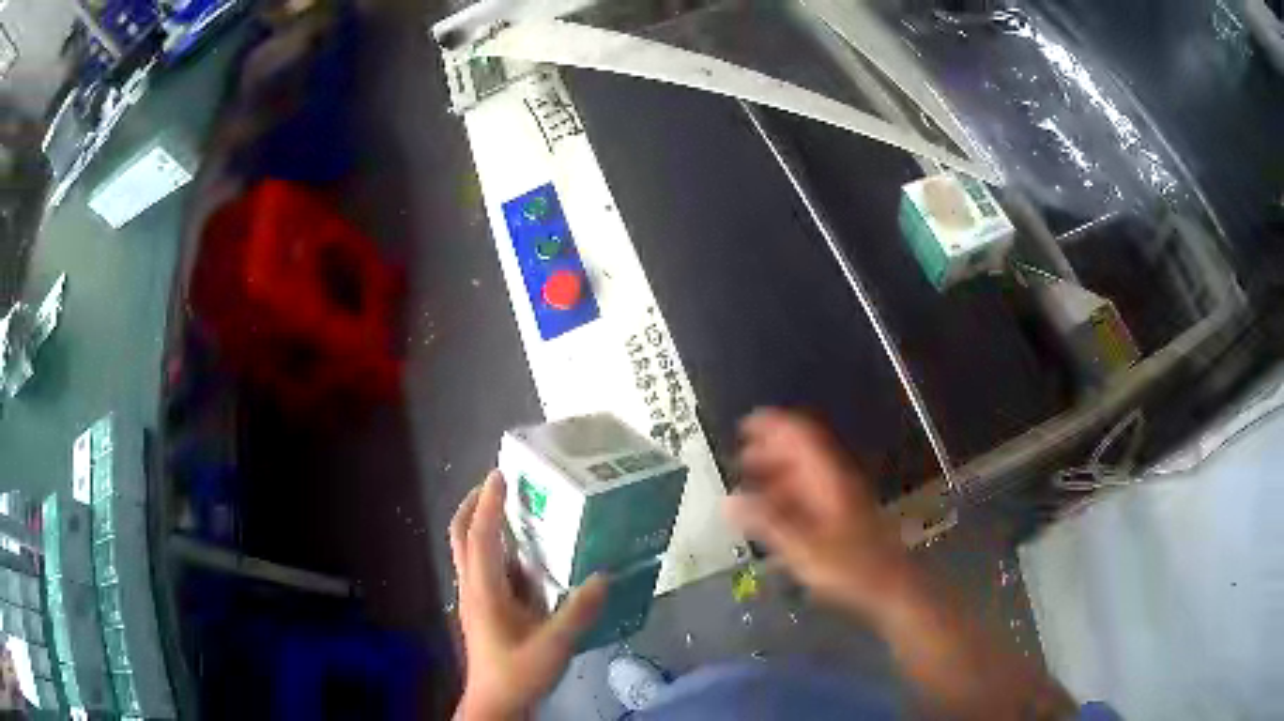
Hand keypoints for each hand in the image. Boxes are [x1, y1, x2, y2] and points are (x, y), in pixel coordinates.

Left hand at [450, 472, 607, 720]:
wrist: (496, 703)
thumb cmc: (517, 673)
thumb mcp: (553, 645)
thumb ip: (578, 612)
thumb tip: (604, 576)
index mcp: (483, 590)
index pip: (480, 536)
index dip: (489, 503)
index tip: (500, 474)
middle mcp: (474, 587)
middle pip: (462, 536)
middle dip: (476, 505)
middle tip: (500, 484)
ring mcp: (477, 599)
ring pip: (472, 551)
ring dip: (487, 526)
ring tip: (519, 510)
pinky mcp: (486, 610)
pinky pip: (489, 570)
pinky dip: (501, 552)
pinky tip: (530, 558)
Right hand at [727, 409, 911, 616]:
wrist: (890, 587)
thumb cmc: (849, 566)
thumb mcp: (802, 547)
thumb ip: (765, 522)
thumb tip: (728, 501)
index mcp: (829, 479)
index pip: (801, 436)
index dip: (774, 425)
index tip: (745, 425)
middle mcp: (836, 481)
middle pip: (803, 452)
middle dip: (770, 450)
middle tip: (740, 459)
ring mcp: (841, 499)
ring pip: (806, 474)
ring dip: (777, 473)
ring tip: (749, 484)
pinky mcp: (842, 518)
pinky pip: (811, 494)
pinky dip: (788, 494)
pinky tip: (772, 512)